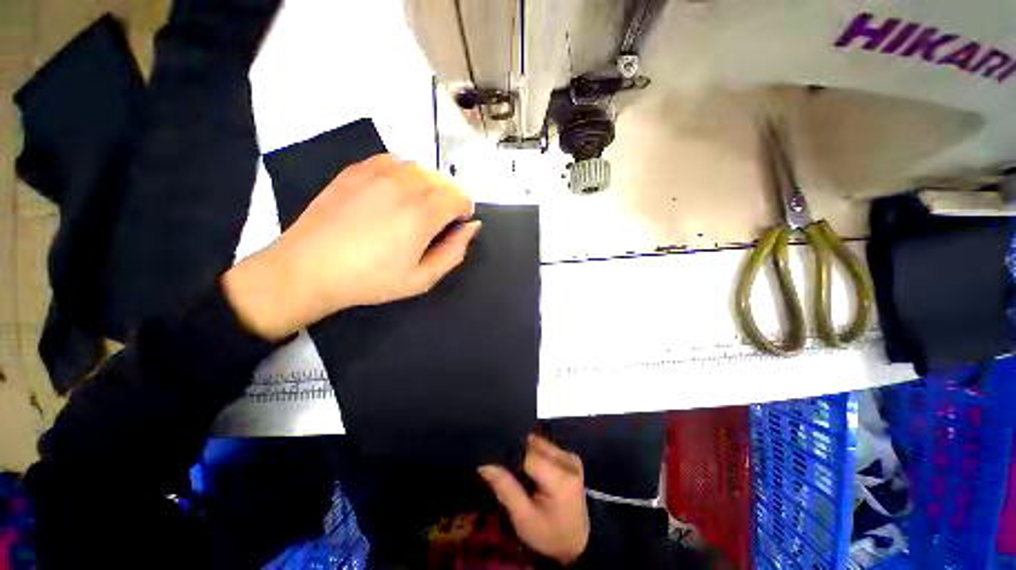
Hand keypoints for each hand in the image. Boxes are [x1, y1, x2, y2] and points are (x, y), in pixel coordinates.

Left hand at [223, 154, 479, 339]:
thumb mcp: (422, 279)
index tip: (457, 224)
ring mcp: (378, 173)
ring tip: (418, 207)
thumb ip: (454, 252)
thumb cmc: (371, 279)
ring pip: (421, 168)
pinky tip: (396, 193)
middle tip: (438, 221)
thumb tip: (472, 227)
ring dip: (430, 185)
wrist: (310, 268)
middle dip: (450, 198)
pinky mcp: (357, 169)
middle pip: (443, 180)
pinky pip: (395, 161)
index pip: (459, 196)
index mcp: (422, 214)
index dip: (465, 209)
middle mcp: (404, 185)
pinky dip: (406, 174)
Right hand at [479, 435, 589, 565]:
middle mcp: (569, 462)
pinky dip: (537, 455)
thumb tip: (484, 465)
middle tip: (514, 475)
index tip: (502, 470)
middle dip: (520, 455)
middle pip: (534, 446)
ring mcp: (572, 458)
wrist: (576, 543)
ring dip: (528, 454)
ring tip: (523, 475)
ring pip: (540, 444)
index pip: (527, 455)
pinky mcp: (572, 458)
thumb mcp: (523, 518)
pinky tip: (533, 471)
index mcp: (560, 479)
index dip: (512, 460)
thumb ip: (505, 488)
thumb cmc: (548, 534)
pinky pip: (548, 448)